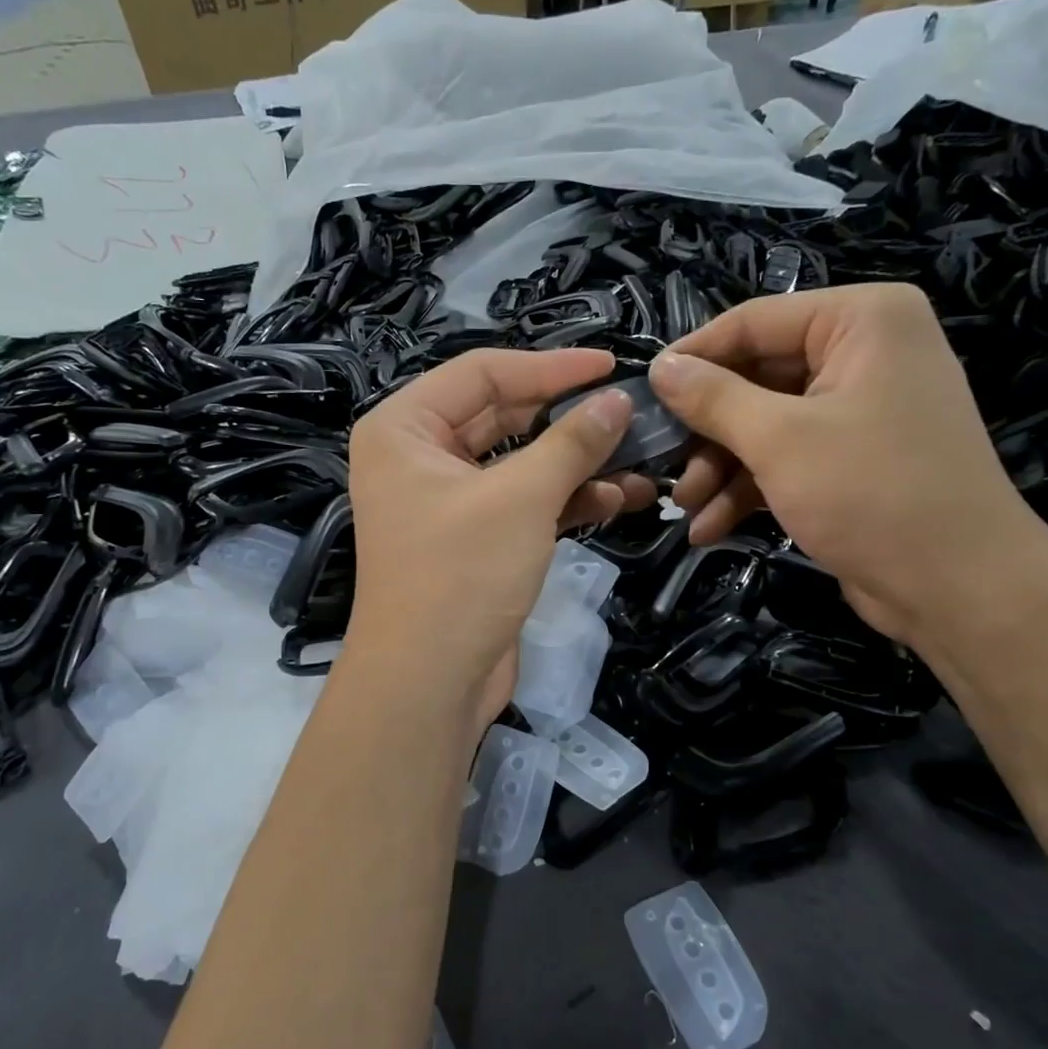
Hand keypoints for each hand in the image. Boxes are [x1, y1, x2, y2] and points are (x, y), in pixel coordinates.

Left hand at [345, 349, 654, 719]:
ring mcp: (448, 501)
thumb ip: (572, 442)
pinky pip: (525, 503)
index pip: (483, 372)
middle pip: (504, 416)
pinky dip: (568, 499)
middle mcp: (419, 456)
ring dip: (578, 463)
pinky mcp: (476, 540)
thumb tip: (618, 401)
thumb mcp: (521, 499)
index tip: (611, 364)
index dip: (551, 367)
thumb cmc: (462, 576)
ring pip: (521, 463)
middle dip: (570, 418)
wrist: (429, 684)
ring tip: (643, 459)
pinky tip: (620, 497)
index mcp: (404, 428)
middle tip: (633, 413)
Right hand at [648, 284, 1047, 646]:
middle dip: (706, 432)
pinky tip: (709, 529)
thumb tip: (660, 366)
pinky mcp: (852, 458)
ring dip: (720, 469)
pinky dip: (749, 489)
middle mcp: (863, 353)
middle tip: (663, 465)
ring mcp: (859, 409)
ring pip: (764, 424)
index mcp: (861, 321)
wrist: (958, 587)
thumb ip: (713, 398)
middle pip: (755, 377)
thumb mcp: (779, 440)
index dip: (692, 358)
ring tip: (686, 509)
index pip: (753, 322)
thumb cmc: (871, 493)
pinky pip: (786, 457)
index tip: (642, 396)